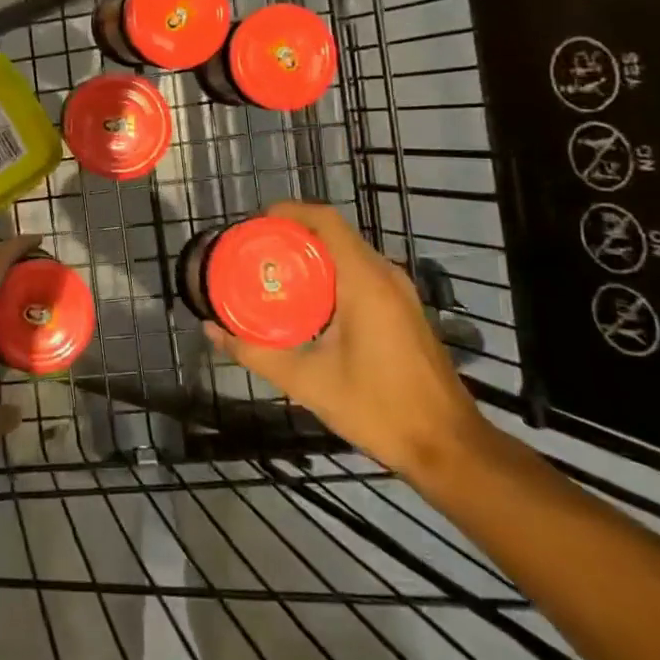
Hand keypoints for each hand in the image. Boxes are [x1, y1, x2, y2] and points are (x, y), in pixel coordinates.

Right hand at [202, 202, 491, 481]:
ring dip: (311, 256)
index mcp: (365, 280)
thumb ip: (256, 352)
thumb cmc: (378, 408)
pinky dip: (330, 274)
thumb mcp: (307, 382)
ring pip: (348, 254)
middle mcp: (386, 275)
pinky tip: (307, 302)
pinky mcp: (403, 310)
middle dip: (292, 235)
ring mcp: (400, 292)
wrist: (448, 447)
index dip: (289, 212)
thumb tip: (211, 330)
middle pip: (334, 234)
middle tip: (255, 251)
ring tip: (273, 273)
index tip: (255, 223)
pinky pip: (361, 274)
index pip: (326, 221)